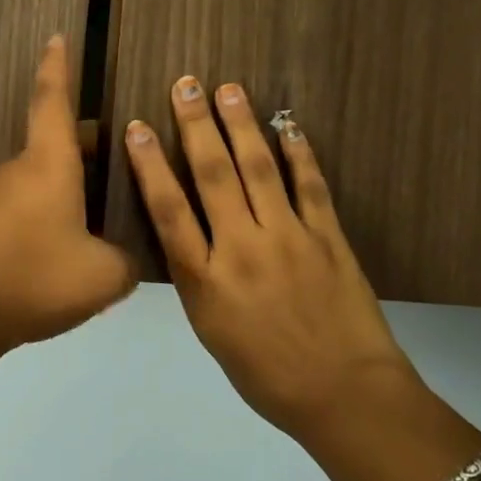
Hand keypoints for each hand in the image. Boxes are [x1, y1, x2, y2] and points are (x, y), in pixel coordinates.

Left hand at [0, 36, 136, 349]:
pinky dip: (53, 213)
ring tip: (106, 216)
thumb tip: (123, 260)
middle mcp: (20, 170)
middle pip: (57, 143)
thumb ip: (126, 261)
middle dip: (88, 146)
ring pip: (44, 178)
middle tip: (123, 158)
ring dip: (72, 188)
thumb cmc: (37, 279)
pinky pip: (29, 205)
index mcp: (48, 164)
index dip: (56, 66)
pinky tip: (70, 248)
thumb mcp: (104, 275)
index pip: (52, 100)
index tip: (55, 36)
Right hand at [122, 77, 415, 434]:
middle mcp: (242, 249)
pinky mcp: (329, 238)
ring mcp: (289, 239)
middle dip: (196, 127)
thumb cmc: (266, 374)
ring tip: (229, 90)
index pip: (169, 211)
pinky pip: (311, 187)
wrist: (343, 395)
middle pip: (213, 176)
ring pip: (260, 170)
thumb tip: (188, 236)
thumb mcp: (212, 332)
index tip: (137, 128)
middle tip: (186, 85)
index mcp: (206, 281)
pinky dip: (299, 153)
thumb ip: (197, 279)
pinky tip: (288, 125)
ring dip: (242, 126)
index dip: (149, 166)